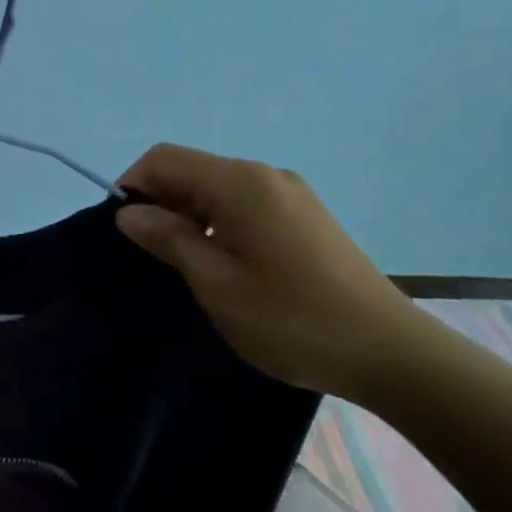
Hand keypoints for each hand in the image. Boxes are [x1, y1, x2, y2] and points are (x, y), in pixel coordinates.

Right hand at [115, 143, 429, 400]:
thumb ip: (168, 239)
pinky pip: (243, 204)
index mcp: (241, 184)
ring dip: (188, 215)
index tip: (123, 232)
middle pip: (191, 170)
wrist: (388, 352)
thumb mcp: (216, 284)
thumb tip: (128, 211)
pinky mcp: (303, 216)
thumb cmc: (292, 320)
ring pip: (216, 188)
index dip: (133, 186)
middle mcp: (265, 176)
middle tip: (151, 255)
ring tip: (184, 265)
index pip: (164, 160)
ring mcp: (289, 194)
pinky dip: (217, 223)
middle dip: (160, 202)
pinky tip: (223, 264)